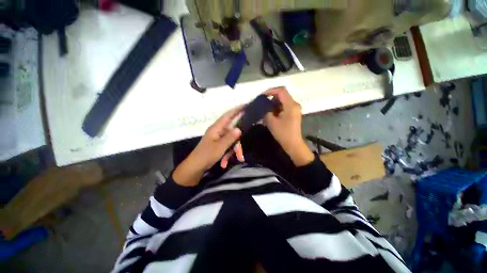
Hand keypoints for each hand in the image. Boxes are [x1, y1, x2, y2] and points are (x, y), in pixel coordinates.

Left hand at [172, 106, 244, 185]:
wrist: (195, 167)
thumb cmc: (206, 155)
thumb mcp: (220, 147)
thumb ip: (230, 137)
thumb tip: (239, 129)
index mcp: (216, 128)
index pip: (227, 116)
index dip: (236, 110)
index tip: (245, 105)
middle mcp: (217, 131)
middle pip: (232, 133)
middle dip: (237, 144)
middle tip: (240, 155)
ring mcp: (217, 138)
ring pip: (230, 141)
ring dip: (233, 151)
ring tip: (235, 161)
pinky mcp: (217, 144)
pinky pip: (226, 146)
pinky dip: (227, 154)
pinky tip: (225, 163)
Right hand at [263, 87, 313, 166]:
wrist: (293, 144)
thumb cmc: (283, 133)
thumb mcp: (271, 122)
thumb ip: (266, 112)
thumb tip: (264, 107)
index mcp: (291, 105)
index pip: (281, 91)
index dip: (271, 91)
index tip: (262, 96)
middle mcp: (294, 104)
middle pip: (282, 95)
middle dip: (271, 97)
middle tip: (262, 103)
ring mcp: (295, 109)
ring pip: (282, 100)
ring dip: (273, 103)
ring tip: (265, 109)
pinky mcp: (293, 113)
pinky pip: (284, 106)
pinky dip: (277, 108)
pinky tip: (271, 113)